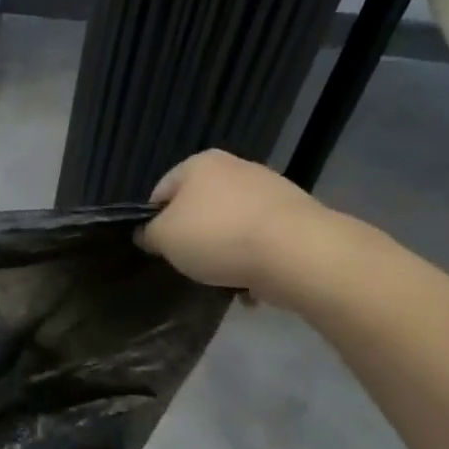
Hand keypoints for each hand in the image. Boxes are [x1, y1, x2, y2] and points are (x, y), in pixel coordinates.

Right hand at [138, 150, 336, 299]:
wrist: (298, 253)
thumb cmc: (218, 237)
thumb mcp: (164, 238)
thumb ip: (149, 234)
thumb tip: (150, 234)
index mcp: (200, 164)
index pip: (162, 192)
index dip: (154, 222)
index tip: (160, 249)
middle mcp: (236, 167)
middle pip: (200, 208)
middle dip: (194, 237)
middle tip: (191, 264)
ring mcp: (272, 190)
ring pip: (232, 226)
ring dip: (226, 252)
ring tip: (225, 280)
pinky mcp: (298, 217)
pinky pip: (263, 241)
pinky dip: (255, 260)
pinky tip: (253, 284)